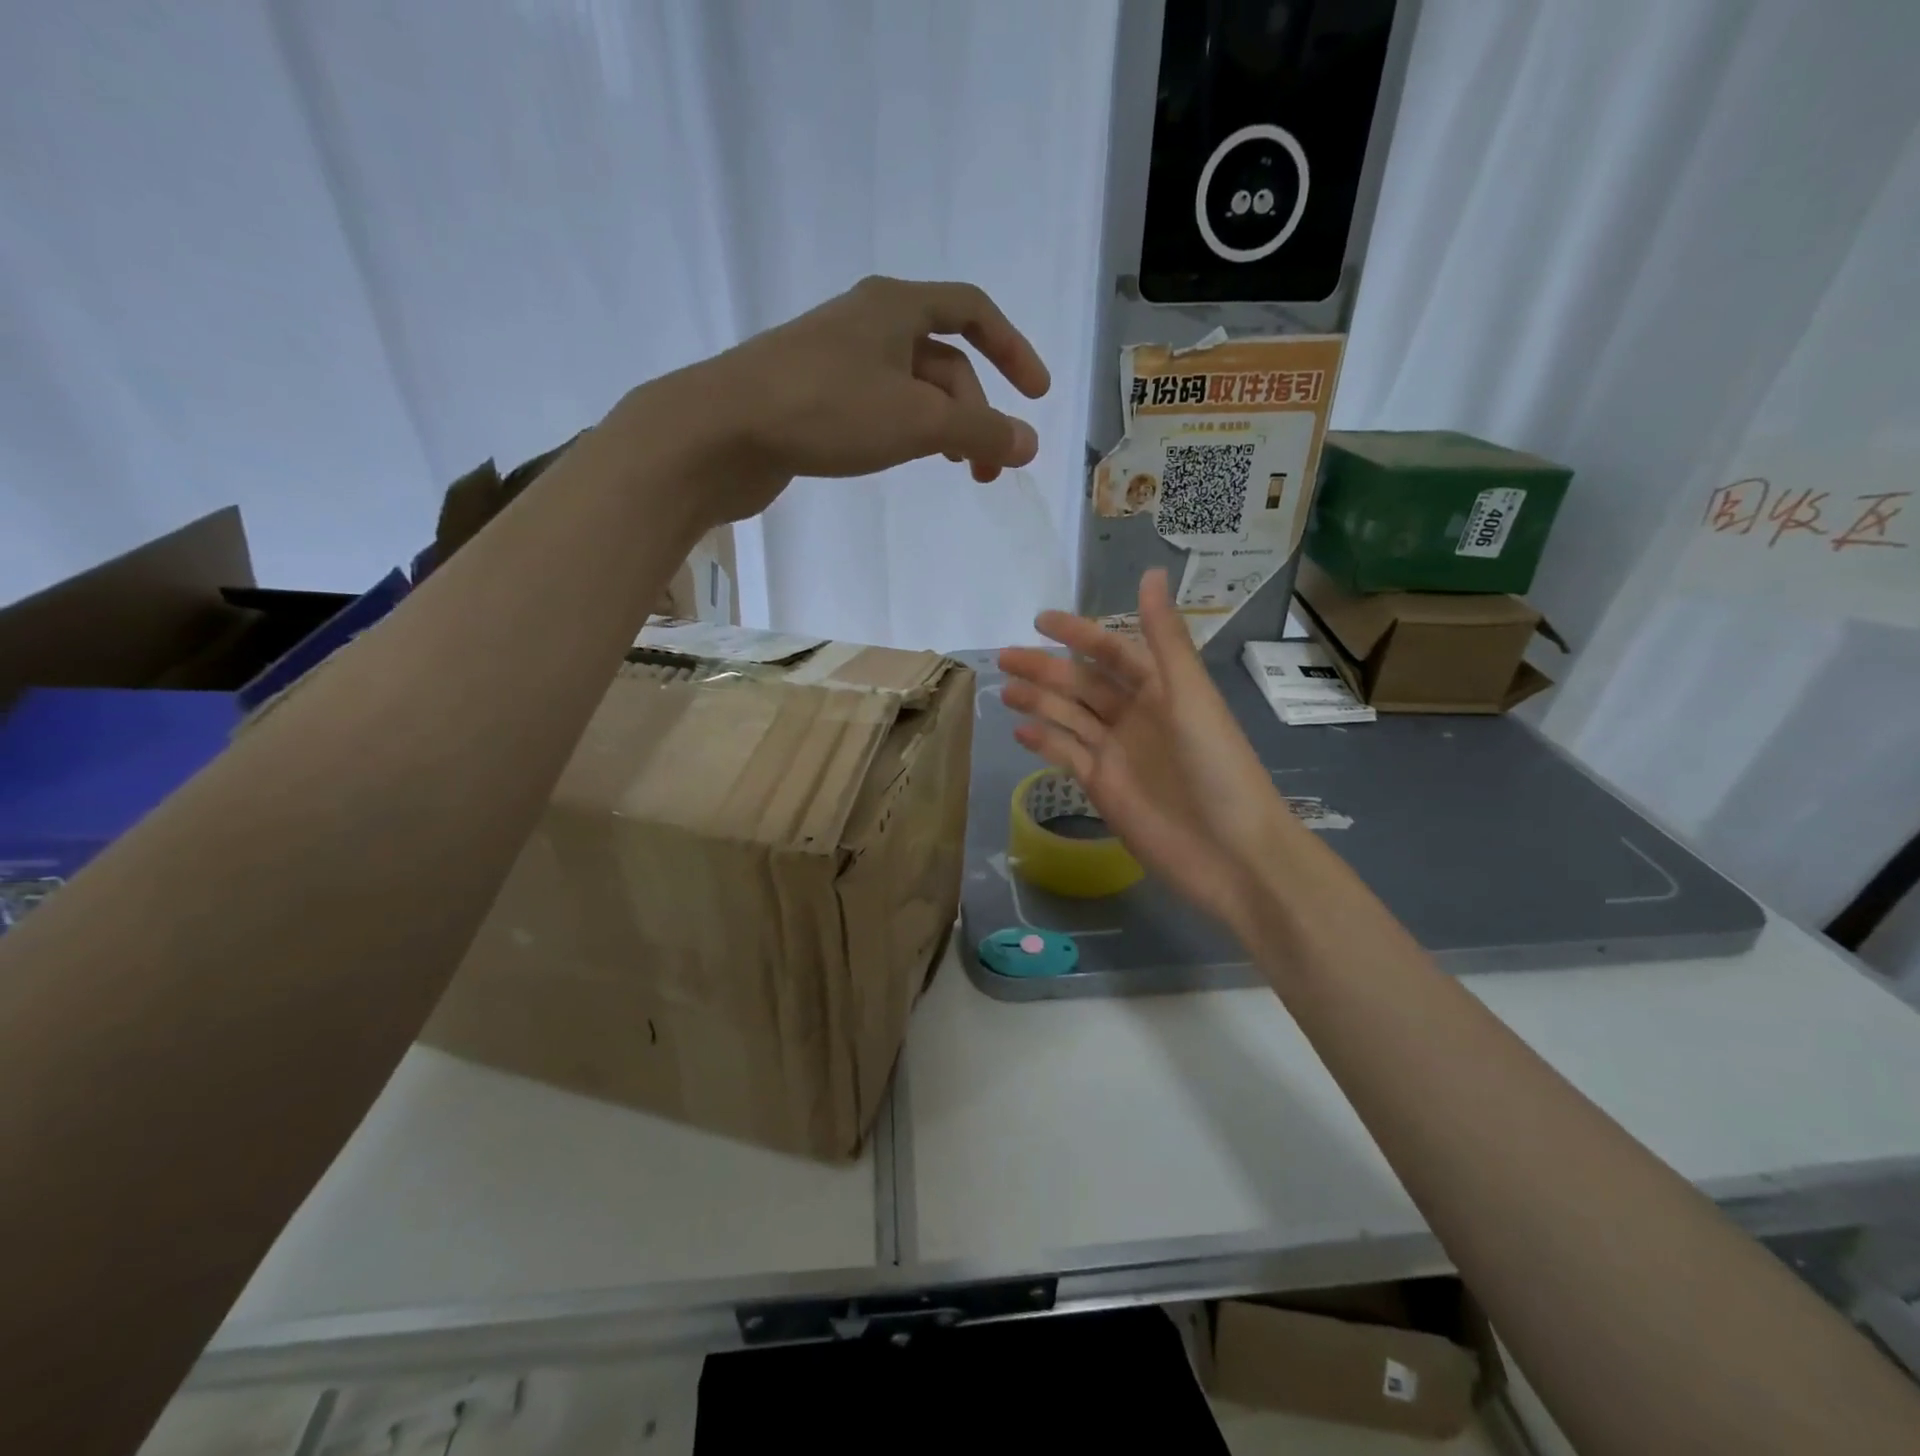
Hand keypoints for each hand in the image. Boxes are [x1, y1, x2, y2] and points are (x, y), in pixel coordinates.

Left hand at [629, 276, 1050, 526]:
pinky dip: (906, 432)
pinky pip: (880, 407)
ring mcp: (837, 359)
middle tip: (988, 469)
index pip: (974, 312)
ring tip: (956, 471)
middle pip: (945, 362)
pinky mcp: (813, 395)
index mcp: (896, 306)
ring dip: (944, 428)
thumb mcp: (916, 421)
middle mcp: (868, 322)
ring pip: (912, 389)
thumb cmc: (826, 410)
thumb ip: (979, 432)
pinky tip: (906, 460)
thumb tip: (1030, 443)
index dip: (1014, 350)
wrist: (721, 431)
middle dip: (976, 414)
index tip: (1037, 396)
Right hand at [997, 569, 1300, 943]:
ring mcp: (1116, 752)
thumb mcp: (1190, 695)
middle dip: (1045, 669)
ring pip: (1069, 717)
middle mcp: (1136, 715)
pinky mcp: (1102, 787)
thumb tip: (1151, 571)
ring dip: (1038, 702)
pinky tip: (1020, 732)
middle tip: (1005, 657)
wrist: (1229, 852)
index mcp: (1161, 689)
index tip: (1040, 621)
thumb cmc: (1216, 766)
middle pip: (1083, 684)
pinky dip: (1045, 742)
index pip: (1112, 651)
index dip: (1078, 633)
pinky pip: (1067, 756)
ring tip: (1005, 690)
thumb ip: (1164, 638)